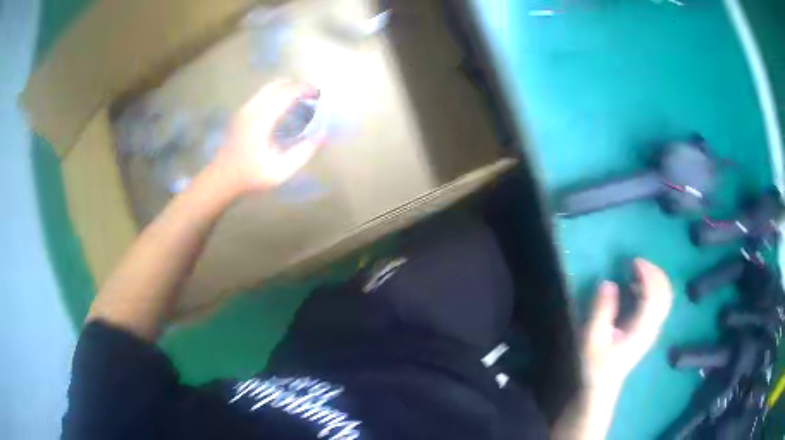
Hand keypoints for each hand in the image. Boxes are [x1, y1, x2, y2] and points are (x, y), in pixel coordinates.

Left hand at [210, 80, 322, 193]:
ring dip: (286, 89)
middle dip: (297, 86)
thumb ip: (303, 153)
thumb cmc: (251, 177)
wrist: (222, 180)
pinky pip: (262, 95)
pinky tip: (284, 110)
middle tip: (311, 97)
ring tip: (300, 102)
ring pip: (268, 88)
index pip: (285, 93)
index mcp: (260, 121)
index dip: (304, 89)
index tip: (319, 94)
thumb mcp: (281, 171)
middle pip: (277, 85)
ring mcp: (244, 110)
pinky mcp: (241, 114)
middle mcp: (250, 110)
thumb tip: (322, 135)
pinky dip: (277, 95)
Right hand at [582, 259, 673, 389]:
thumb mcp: (591, 339)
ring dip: (656, 279)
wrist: (602, 384)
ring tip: (638, 269)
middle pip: (665, 294)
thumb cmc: (595, 362)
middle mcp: (652, 327)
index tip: (633, 261)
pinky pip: (660, 302)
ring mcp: (653, 329)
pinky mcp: (650, 329)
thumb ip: (601, 311)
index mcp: (641, 330)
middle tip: (636, 262)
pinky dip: (654, 288)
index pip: (653, 296)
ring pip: (665, 297)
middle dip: (655, 273)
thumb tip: (608, 283)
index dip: (647, 275)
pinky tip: (639, 286)